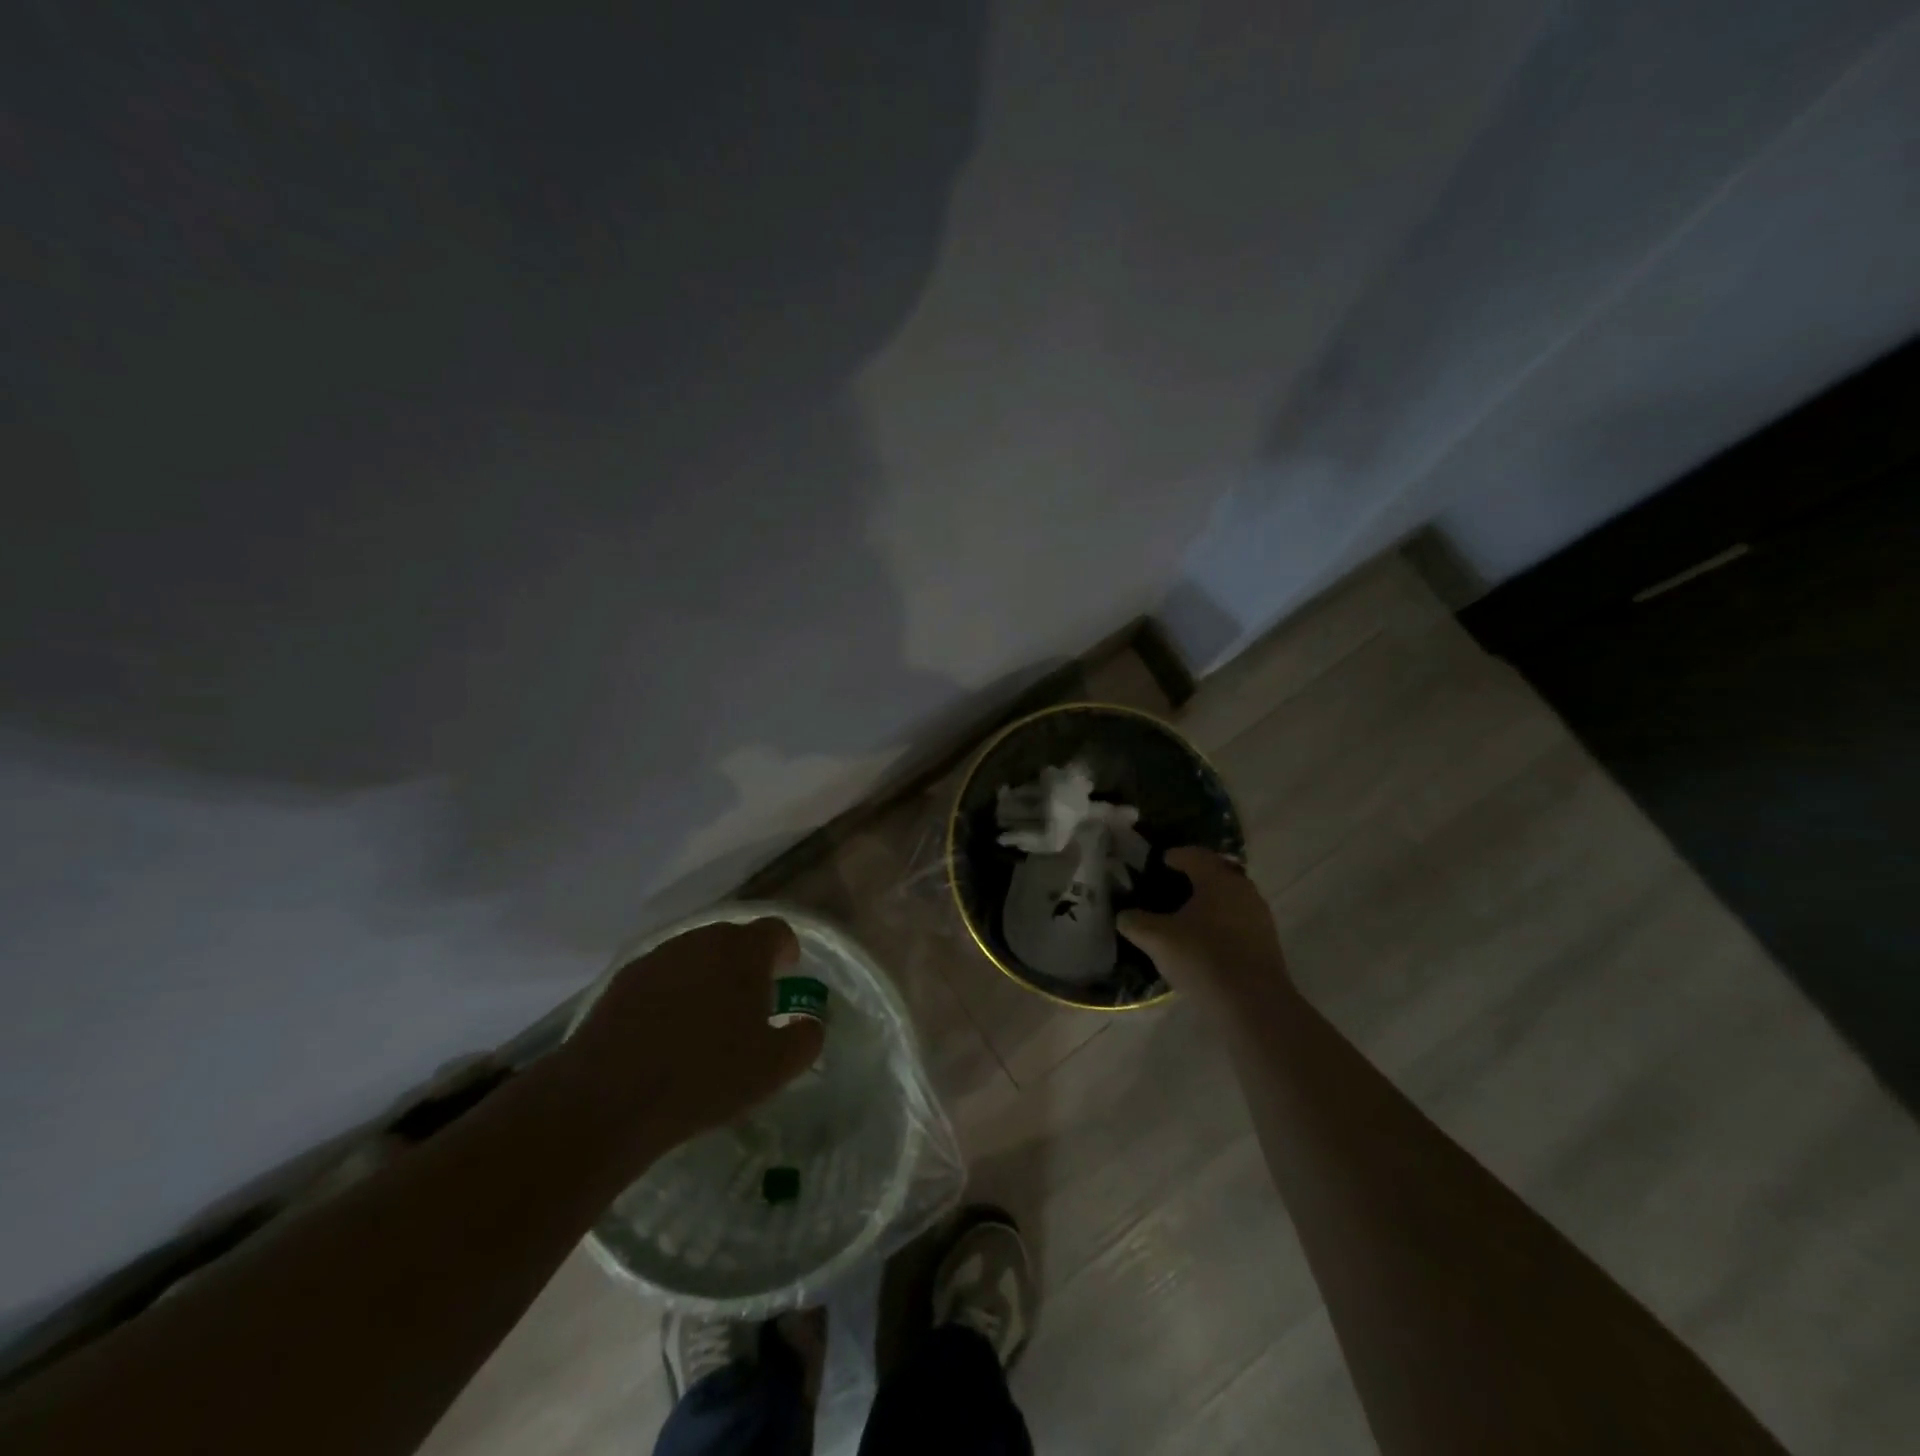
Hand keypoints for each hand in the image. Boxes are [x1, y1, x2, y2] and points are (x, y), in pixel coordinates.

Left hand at [563, 918, 824, 1154]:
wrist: (608, 1099)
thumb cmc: (705, 1077)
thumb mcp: (774, 1067)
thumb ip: (806, 1037)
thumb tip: (811, 1023)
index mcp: (743, 951)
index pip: (776, 930)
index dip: (786, 950)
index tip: (786, 976)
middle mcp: (702, 940)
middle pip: (734, 938)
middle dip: (747, 963)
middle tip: (750, 1001)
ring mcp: (659, 956)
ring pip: (696, 954)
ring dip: (709, 974)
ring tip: (708, 1017)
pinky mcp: (623, 979)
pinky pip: (663, 974)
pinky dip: (674, 990)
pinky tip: (668, 1029)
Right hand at [1117, 848, 1289, 1009]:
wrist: (1253, 1005)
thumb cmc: (1202, 958)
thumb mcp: (1157, 939)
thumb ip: (1135, 922)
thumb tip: (1124, 915)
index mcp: (1217, 879)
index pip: (1194, 855)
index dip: (1175, 856)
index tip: (1160, 862)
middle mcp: (1243, 889)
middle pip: (1216, 873)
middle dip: (1195, 877)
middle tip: (1171, 887)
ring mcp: (1259, 916)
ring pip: (1230, 898)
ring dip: (1210, 902)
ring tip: (1186, 916)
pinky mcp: (1267, 943)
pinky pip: (1239, 921)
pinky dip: (1221, 923)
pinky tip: (1205, 941)